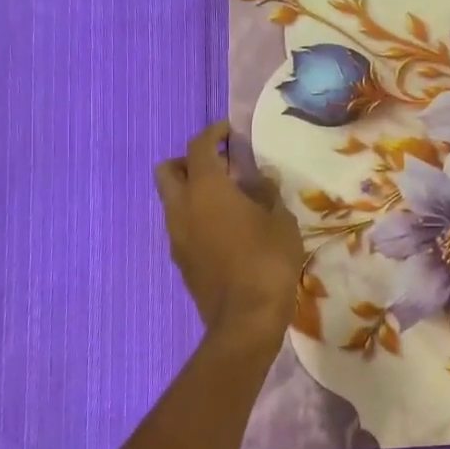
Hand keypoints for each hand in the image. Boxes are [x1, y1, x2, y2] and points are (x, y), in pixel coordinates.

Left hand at [155, 121, 303, 335]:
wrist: (246, 317)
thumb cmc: (268, 260)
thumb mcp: (281, 220)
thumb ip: (267, 193)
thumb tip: (260, 179)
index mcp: (207, 189)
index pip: (199, 147)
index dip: (213, 133)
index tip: (229, 131)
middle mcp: (182, 207)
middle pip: (168, 170)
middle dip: (189, 161)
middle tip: (219, 165)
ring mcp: (176, 236)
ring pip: (171, 200)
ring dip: (191, 191)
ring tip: (226, 199)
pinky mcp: (180, 259)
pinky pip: (180, 225)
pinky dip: (195, 216)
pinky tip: (223, 228)